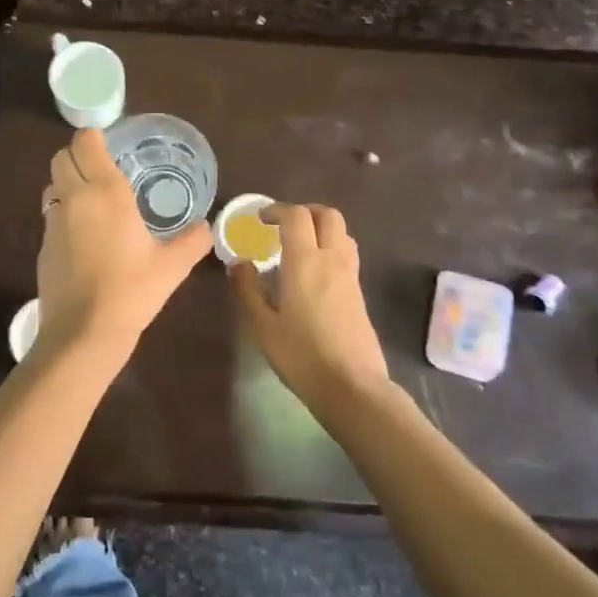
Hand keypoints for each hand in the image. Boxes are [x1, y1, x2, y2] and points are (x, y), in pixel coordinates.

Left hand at [36, 128, 212, 358]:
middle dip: (78, 156)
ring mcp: (53, 222)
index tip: (108, 143)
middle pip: (62, 157)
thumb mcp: (172, 266)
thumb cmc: (132, 291)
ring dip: (68, 183)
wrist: (84, 332)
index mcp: (106, 193)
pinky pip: (51, 215)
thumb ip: (193, 241)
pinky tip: (84, 238)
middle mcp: (74, 198)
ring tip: (92, 201)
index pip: (85, 143)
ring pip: (52, 185)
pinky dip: (64, 214)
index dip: (93, 137)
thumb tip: (206, 228)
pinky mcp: (43, 245)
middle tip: (101, 169)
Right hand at [230, 203, 389, 406]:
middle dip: (305, 211)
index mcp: (305, 261)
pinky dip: (330, 248)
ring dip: (321, 228)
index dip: (277, 210)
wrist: (352, 386)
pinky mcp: (359, 292)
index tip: (260, 219)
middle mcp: (332, 259)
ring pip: (342, 233)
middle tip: (283, 225)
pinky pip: (346, 254)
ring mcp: (350, 275)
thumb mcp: (262, 326)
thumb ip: (247, 290)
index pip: (296, 216)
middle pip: (328, 215)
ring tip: (299, 246)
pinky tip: (312, 273)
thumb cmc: (301, 356)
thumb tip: (238, 263)